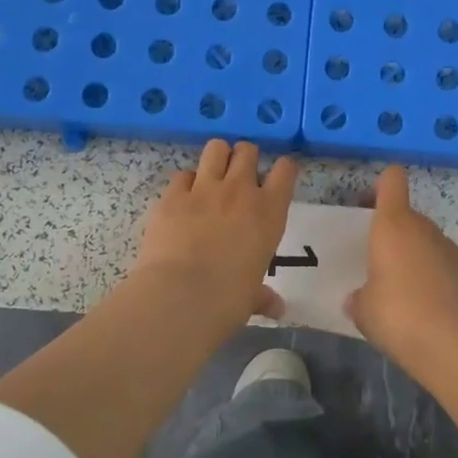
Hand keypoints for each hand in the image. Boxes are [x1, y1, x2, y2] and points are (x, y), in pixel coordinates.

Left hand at [131, 139, 298, 326]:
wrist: (180, 297)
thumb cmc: (228, 300)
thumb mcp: (251, 297)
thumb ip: (263, 295)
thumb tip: (277, 309)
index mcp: (269, 212)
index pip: (285, 170)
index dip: (282, 169)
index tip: (277, 178)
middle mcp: (240, 191)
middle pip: (247, 150)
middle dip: (244, 158)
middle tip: (239, 177)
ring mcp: (204, 188)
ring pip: (216, 148)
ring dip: (217, 158)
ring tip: (213, 176)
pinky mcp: (172, 195)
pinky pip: (182, 175)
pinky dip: (185, 183)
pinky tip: (183, 200)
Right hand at [346, 166, 457, 366]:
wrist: (456, 343)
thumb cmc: (398, 314)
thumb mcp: (363, 309)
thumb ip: (359, 297)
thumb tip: (359, 298)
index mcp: (393, 225)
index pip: (392, 181)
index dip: (381, 186)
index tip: (369, 205)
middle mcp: (425, 229)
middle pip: (409, 217)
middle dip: (395, 235)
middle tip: (379, 264)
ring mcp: (452, 250)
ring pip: (429, 243)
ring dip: (417, 258)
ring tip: (406, 294)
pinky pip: (447, 267)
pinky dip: (439, 280)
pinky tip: (432, 310)